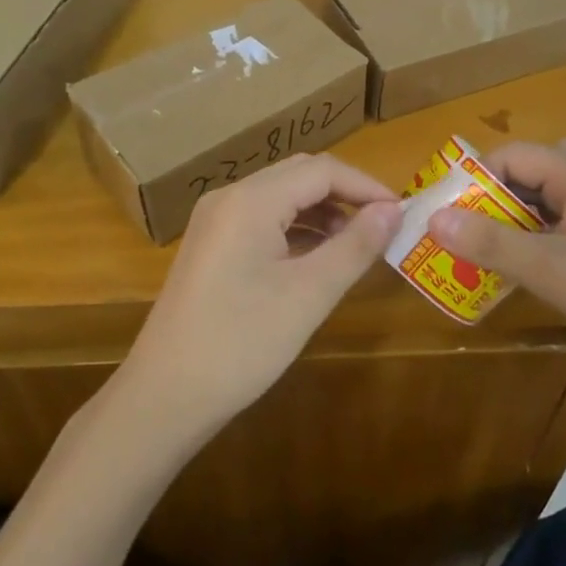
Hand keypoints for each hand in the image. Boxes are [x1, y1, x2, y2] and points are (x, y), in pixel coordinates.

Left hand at [117, 153, 402, 444]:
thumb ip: (354, 246)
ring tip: (358, 244)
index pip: (322, 170)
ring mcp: (215, 220)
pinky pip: (263, 219)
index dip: (366, 186)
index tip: (402, 213)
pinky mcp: (211, 245)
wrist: (163, 396)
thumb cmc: (241, 344)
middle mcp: (230, 197)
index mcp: (251, 199)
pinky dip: (297, 229)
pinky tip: (318, 258)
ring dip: (322, 211)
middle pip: (300, 175)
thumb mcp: (308, 295)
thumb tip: (393, 210)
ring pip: (281, 196)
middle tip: (384, 225)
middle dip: (346, 194)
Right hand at [430, 140, 565, 386]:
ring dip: (512, 222)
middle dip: (489, 203)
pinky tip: (527, 269)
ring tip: (484, 255)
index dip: (471, 182)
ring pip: (544, 199)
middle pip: (525, 173)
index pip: (508, 155)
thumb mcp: (552, 270)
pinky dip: (538, 237)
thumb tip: (433, 219)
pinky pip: (564, 221)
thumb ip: (491, 243)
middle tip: (460, 238)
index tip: (444, 217)